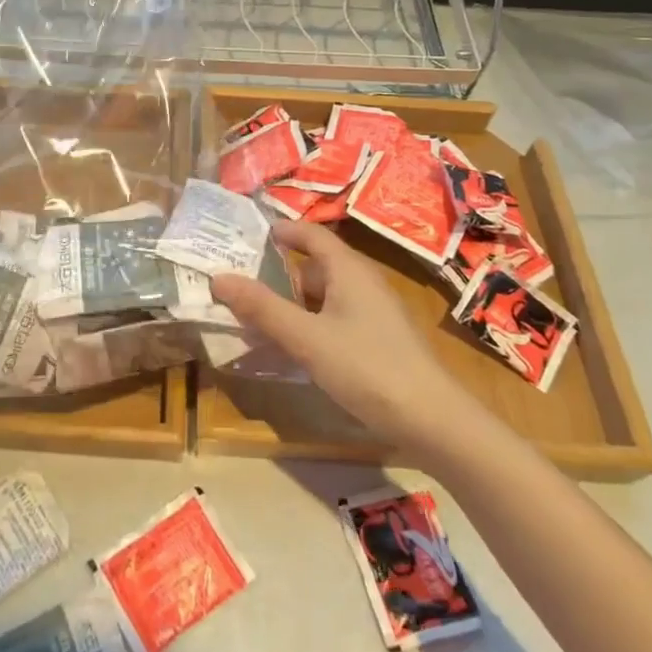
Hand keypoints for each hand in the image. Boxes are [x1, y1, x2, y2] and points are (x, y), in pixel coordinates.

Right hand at [211, 219, 468, 448]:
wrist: (433, 420)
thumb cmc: (367, 368)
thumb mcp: (306, 338)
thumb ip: (262, 308)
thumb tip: (218, 277)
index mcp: (349, 269)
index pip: (311, 234)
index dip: (282, 231)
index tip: (249, 236)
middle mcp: (364, 282)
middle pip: (317, 265)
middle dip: (280, 273)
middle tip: (243, 285)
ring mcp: (376, 311)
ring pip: (327, 294)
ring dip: (295, 303)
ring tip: (261, 319)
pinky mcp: (381, 338)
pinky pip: (338, 317)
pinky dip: (312, 323)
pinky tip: (297, 348)